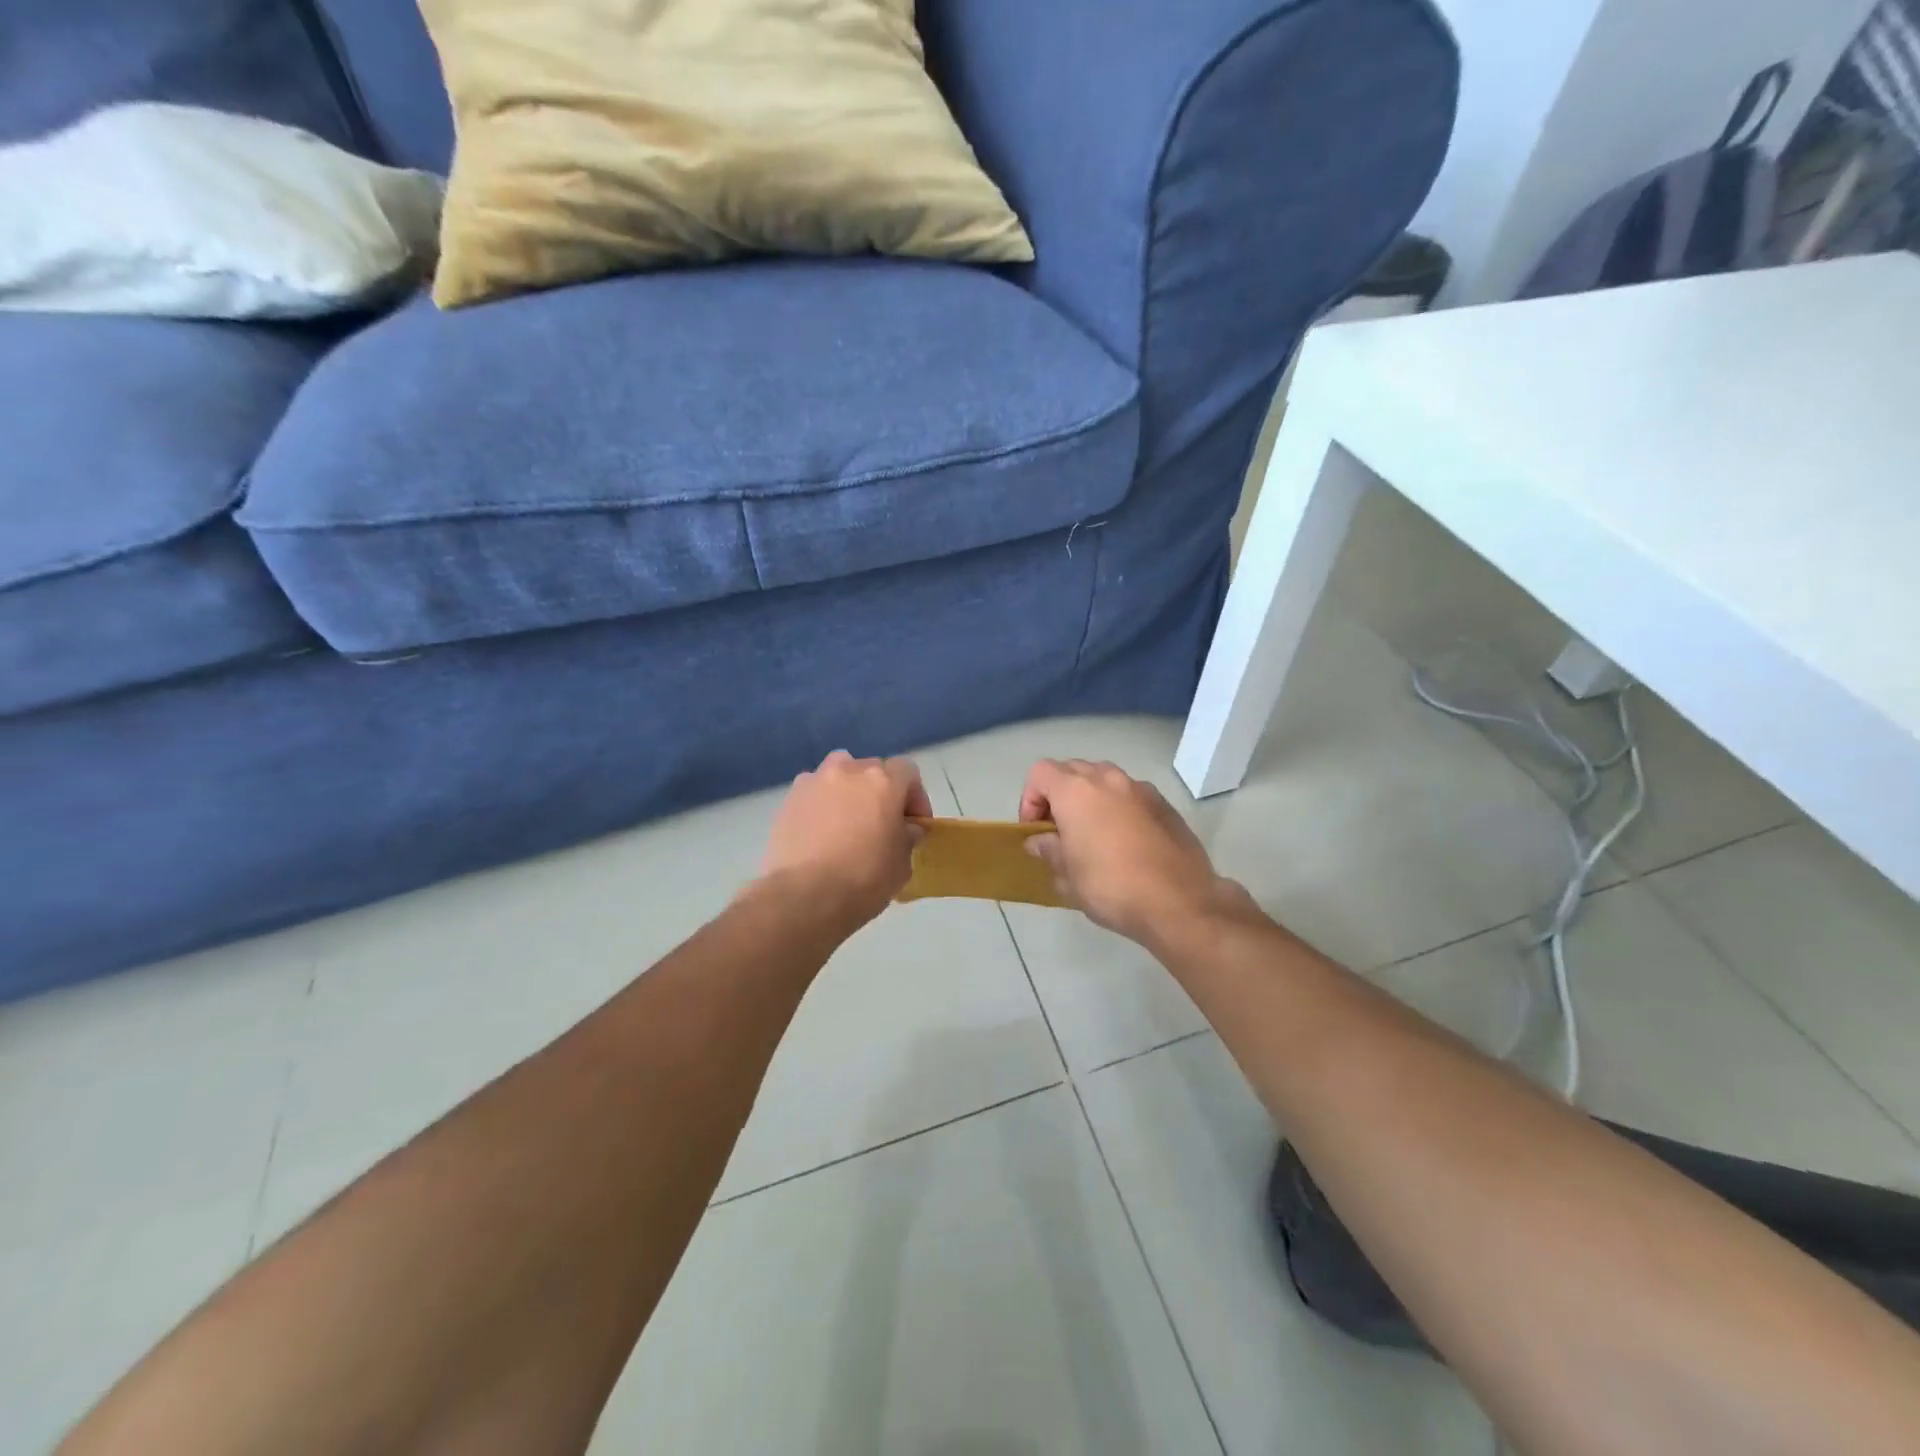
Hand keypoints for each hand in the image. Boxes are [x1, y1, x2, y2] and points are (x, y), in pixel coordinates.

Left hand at [760, 750, 931, 929]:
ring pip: (838, 775)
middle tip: (881, 824)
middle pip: (871, 770)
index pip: (907, 771)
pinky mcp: (789, 800)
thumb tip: (906, 828)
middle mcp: (848, 770)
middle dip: (880, 792)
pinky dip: (820, 806)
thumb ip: (908, 836)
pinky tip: (820, 834)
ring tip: (848, 823)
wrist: (804, 896)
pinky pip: (813, 794)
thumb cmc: (864, 878)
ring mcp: (814, 782)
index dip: (914, 796)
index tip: (914, 824)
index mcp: (883, 781)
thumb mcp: (902, 863)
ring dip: (848, 792)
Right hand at [1020, 759, 1245, 945]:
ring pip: (1104, 779)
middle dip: (1059, 794)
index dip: (1030, 799)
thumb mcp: (1068, 876)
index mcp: (1076, 792)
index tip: (1036, 831)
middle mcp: (1108, 779)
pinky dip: (1119, 807)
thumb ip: (1049, 850)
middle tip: (1060, 830)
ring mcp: (1140, 789)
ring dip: (1091, 798)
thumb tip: (1039, 841)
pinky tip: (1125, 842)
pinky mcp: (1165, 805)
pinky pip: (1131, 795)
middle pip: (1072, 769)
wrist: (1179, 901)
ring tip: (1092, 833)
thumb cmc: (1111, 887)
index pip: (1040, 773)